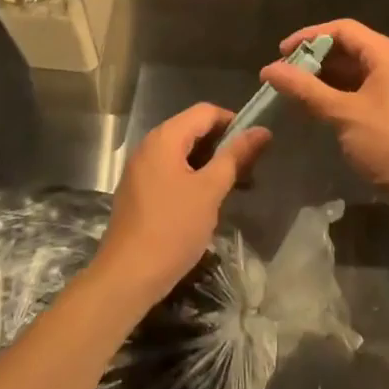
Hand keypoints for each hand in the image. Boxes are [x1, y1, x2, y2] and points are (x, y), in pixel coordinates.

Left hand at [95, 104, 270, 308]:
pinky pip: (172, 170)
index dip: (234, 122)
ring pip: (184, 153)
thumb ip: (235, 156)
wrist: (127, 277)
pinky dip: (193, 176)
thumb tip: (262, 130)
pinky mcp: (139, 190)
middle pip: (194, 129)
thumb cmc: (172, 228)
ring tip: (236, 186)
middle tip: (251, 168)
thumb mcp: (210, 190)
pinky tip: (210, 200)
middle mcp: (150, 145)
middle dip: (224, 145)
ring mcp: (141, 168)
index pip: (206, 111)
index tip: (256, 144)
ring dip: (211, 163)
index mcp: (165, 137)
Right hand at [260, 19, 388, 207]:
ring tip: (294, 93)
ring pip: (355, 73)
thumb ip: (305, 89)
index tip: (281, 52)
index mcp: (387, 55)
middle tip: (284, 75)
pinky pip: (362, 92)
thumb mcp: (343, 114)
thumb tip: (269, 69)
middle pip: (349, 49)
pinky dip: (338, 96)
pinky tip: (317, 111)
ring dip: (324, 80)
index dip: (309, 36)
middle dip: (315, 59)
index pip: (343, 29)